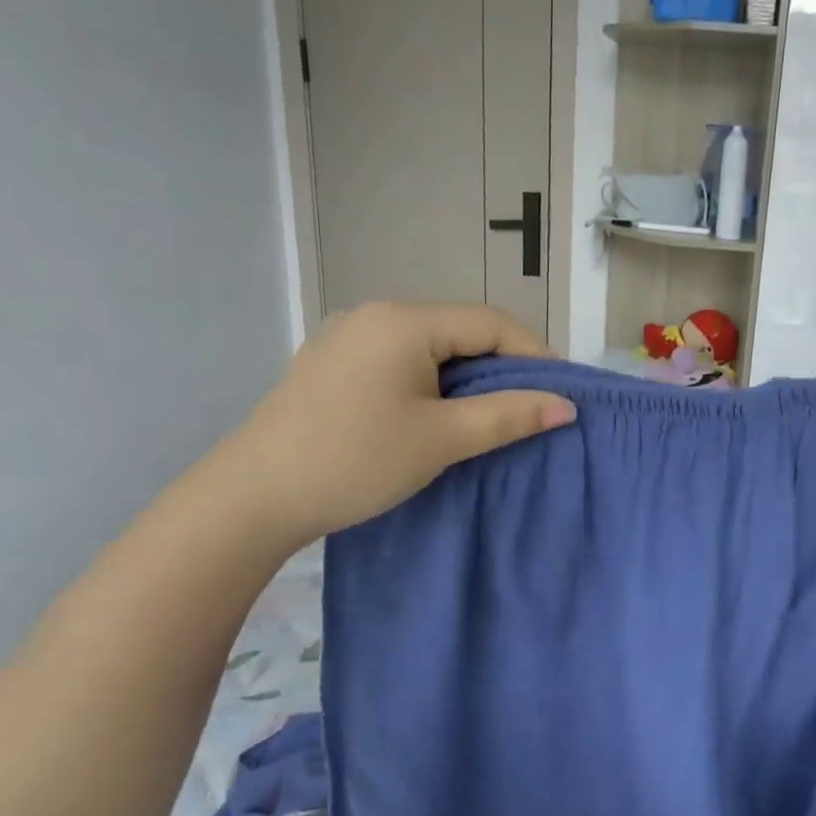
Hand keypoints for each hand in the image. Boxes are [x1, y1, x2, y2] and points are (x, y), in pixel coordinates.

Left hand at [221, 301, 575, 547]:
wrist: (251, 499)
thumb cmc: (354, 461)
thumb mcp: (442, 439)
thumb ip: (508, 415)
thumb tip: (565, 406)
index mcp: (405, 321)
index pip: (492, 323)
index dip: (535, 355)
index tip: (560, 395)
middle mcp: (377, 316)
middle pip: (463, 330)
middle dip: (504, 367)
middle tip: (532, 408)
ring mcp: (350, 338)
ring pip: (433, 348)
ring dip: (470, 378)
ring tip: (493, 416)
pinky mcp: (336, 366)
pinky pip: (403, 362)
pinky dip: (435, 384)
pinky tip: (440, 417)